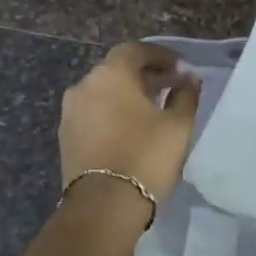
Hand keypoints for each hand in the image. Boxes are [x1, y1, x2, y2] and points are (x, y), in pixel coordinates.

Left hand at [60, 43, 201, 202]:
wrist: (104, 205)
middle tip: (171, 87)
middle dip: (145, 75)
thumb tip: (189, 79)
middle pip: (117, 70)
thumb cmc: (146, 156)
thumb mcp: (178, 125)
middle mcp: (85, 85)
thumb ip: (186, 96)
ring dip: (127, 95)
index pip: (135, 50)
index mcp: (111, 74)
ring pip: (103, 93)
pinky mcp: (66, 136)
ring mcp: (70, 112)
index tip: (180, 68)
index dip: (160, 55)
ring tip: (152, 110)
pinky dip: (112, 113)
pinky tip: (131, 129)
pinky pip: (93, 114)